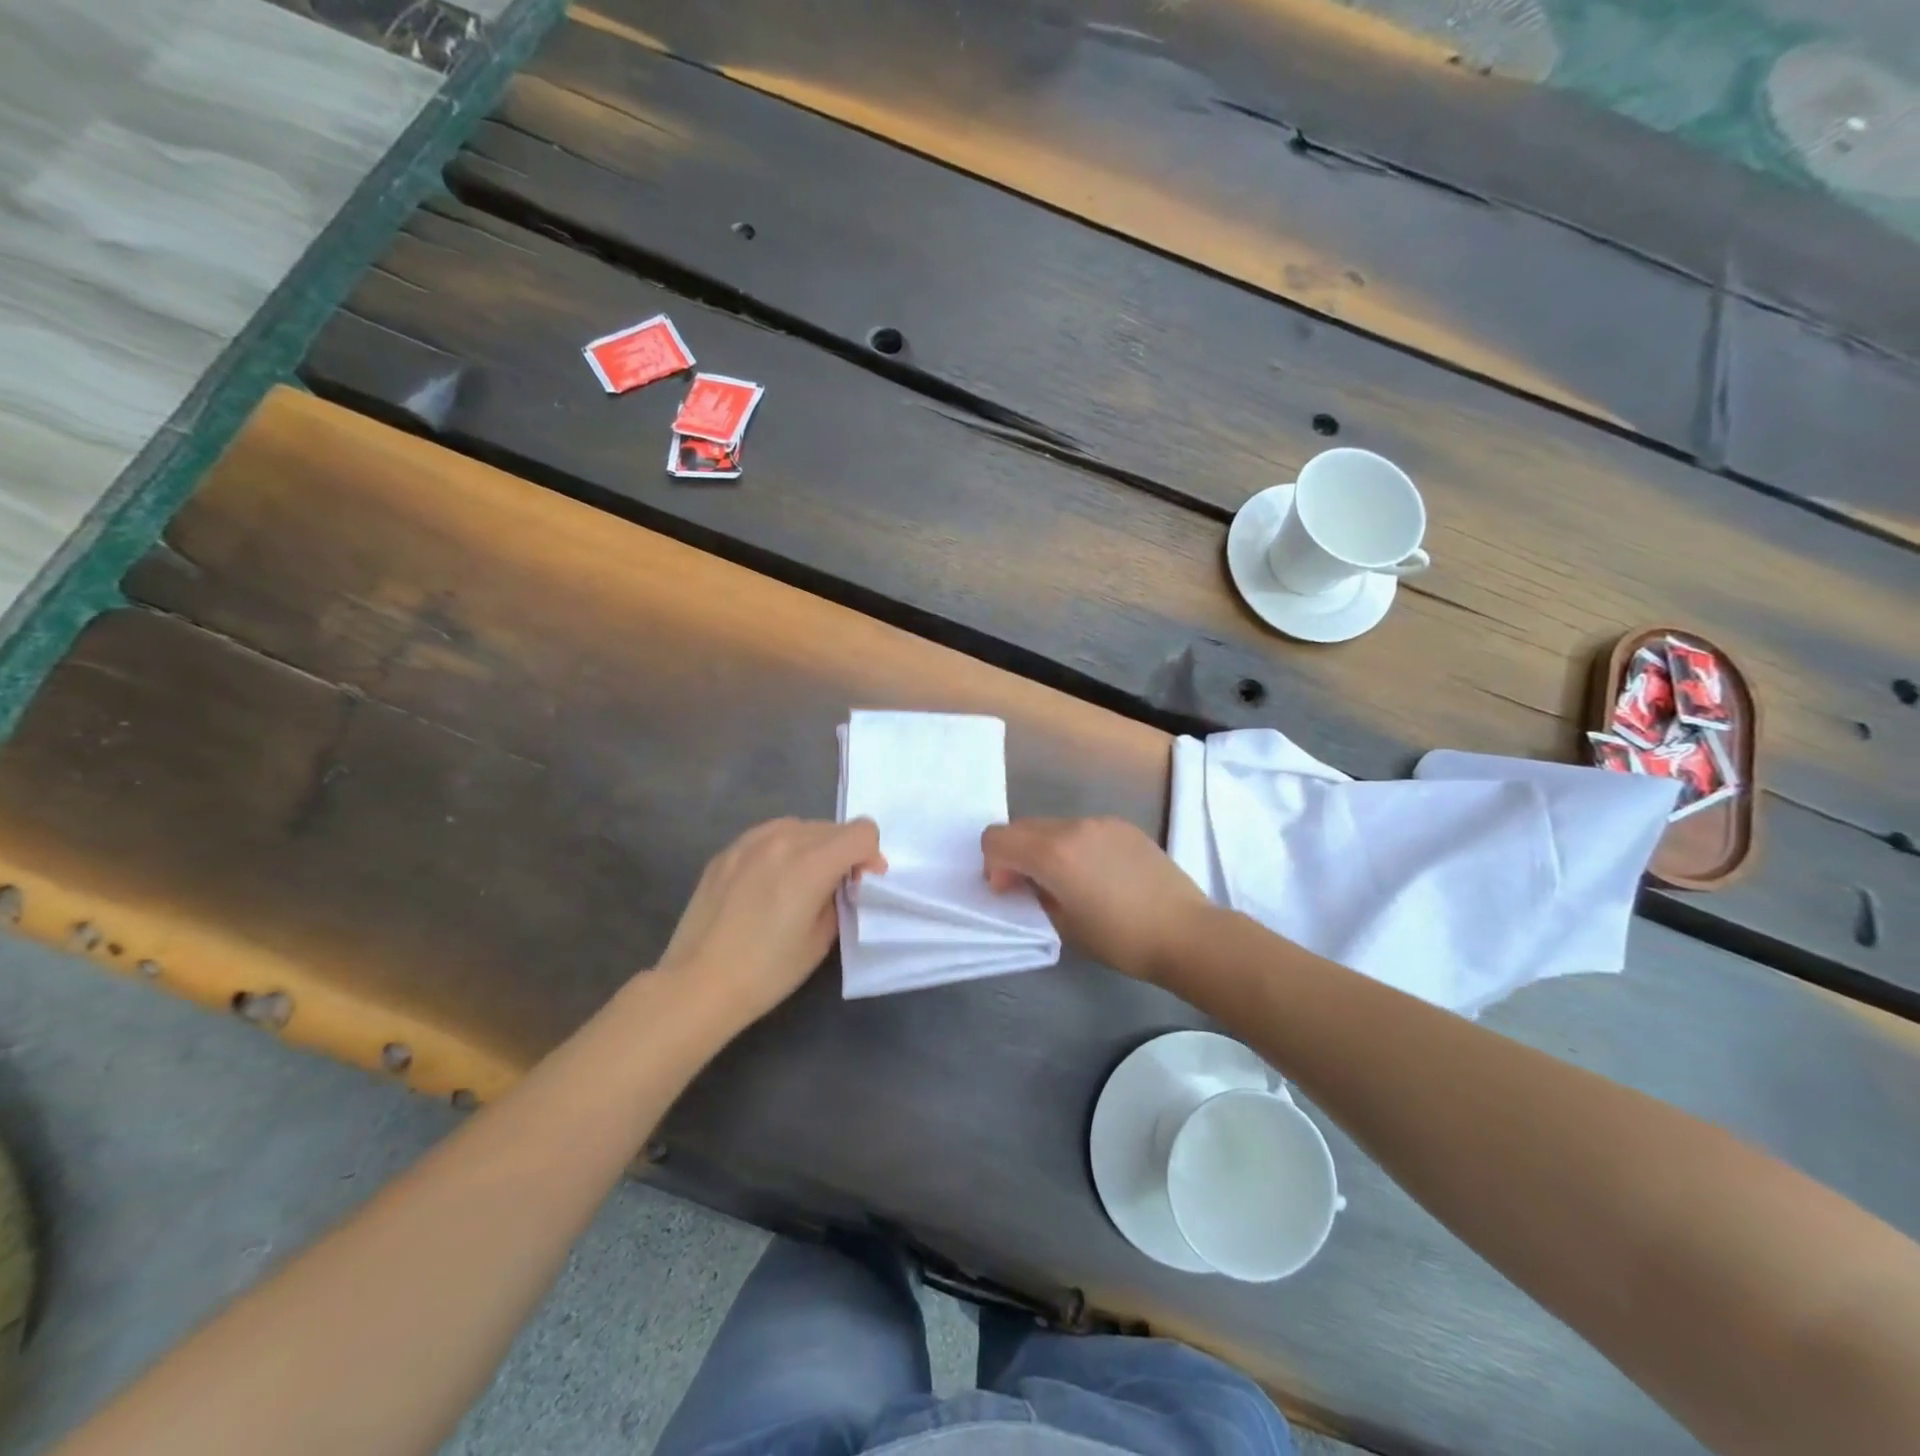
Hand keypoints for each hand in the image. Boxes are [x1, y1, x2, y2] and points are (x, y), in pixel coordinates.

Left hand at [656, 818, 884, 1030]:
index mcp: (812, 862)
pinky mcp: (727, 851)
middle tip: (836, 887)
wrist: (697, 984)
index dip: (871, 856)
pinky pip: (769, 835)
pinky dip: (783, 848)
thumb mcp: (821, 939)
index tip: (863, 883)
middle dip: (845, 852)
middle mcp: (783, 839)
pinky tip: (771, 881)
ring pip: (801, 826)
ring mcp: (750, 841)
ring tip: (802, 881)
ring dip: (814, 846)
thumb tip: (841, 882)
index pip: (862, 832)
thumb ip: (839, 898)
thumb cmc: (767, 971)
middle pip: (833, 827)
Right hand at [981, 817, 1211, 982]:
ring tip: (1070, 883)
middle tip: (1032, 889)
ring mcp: (1101, 822)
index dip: (993, 865)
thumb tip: (1027, 881)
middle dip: (1016, 855)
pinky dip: (1074, 846)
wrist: (1186, 932)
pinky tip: (1099, 875)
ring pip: (1052, 826)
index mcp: (1052, 852)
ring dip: (1045, 849)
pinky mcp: (1124, 826)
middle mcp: (1073, 826)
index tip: (1010, 892)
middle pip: (1022, 827)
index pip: (996, 839)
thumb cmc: (1120, 938)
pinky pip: (1082, 829)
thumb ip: (1035, 895)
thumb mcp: (1063, 925)